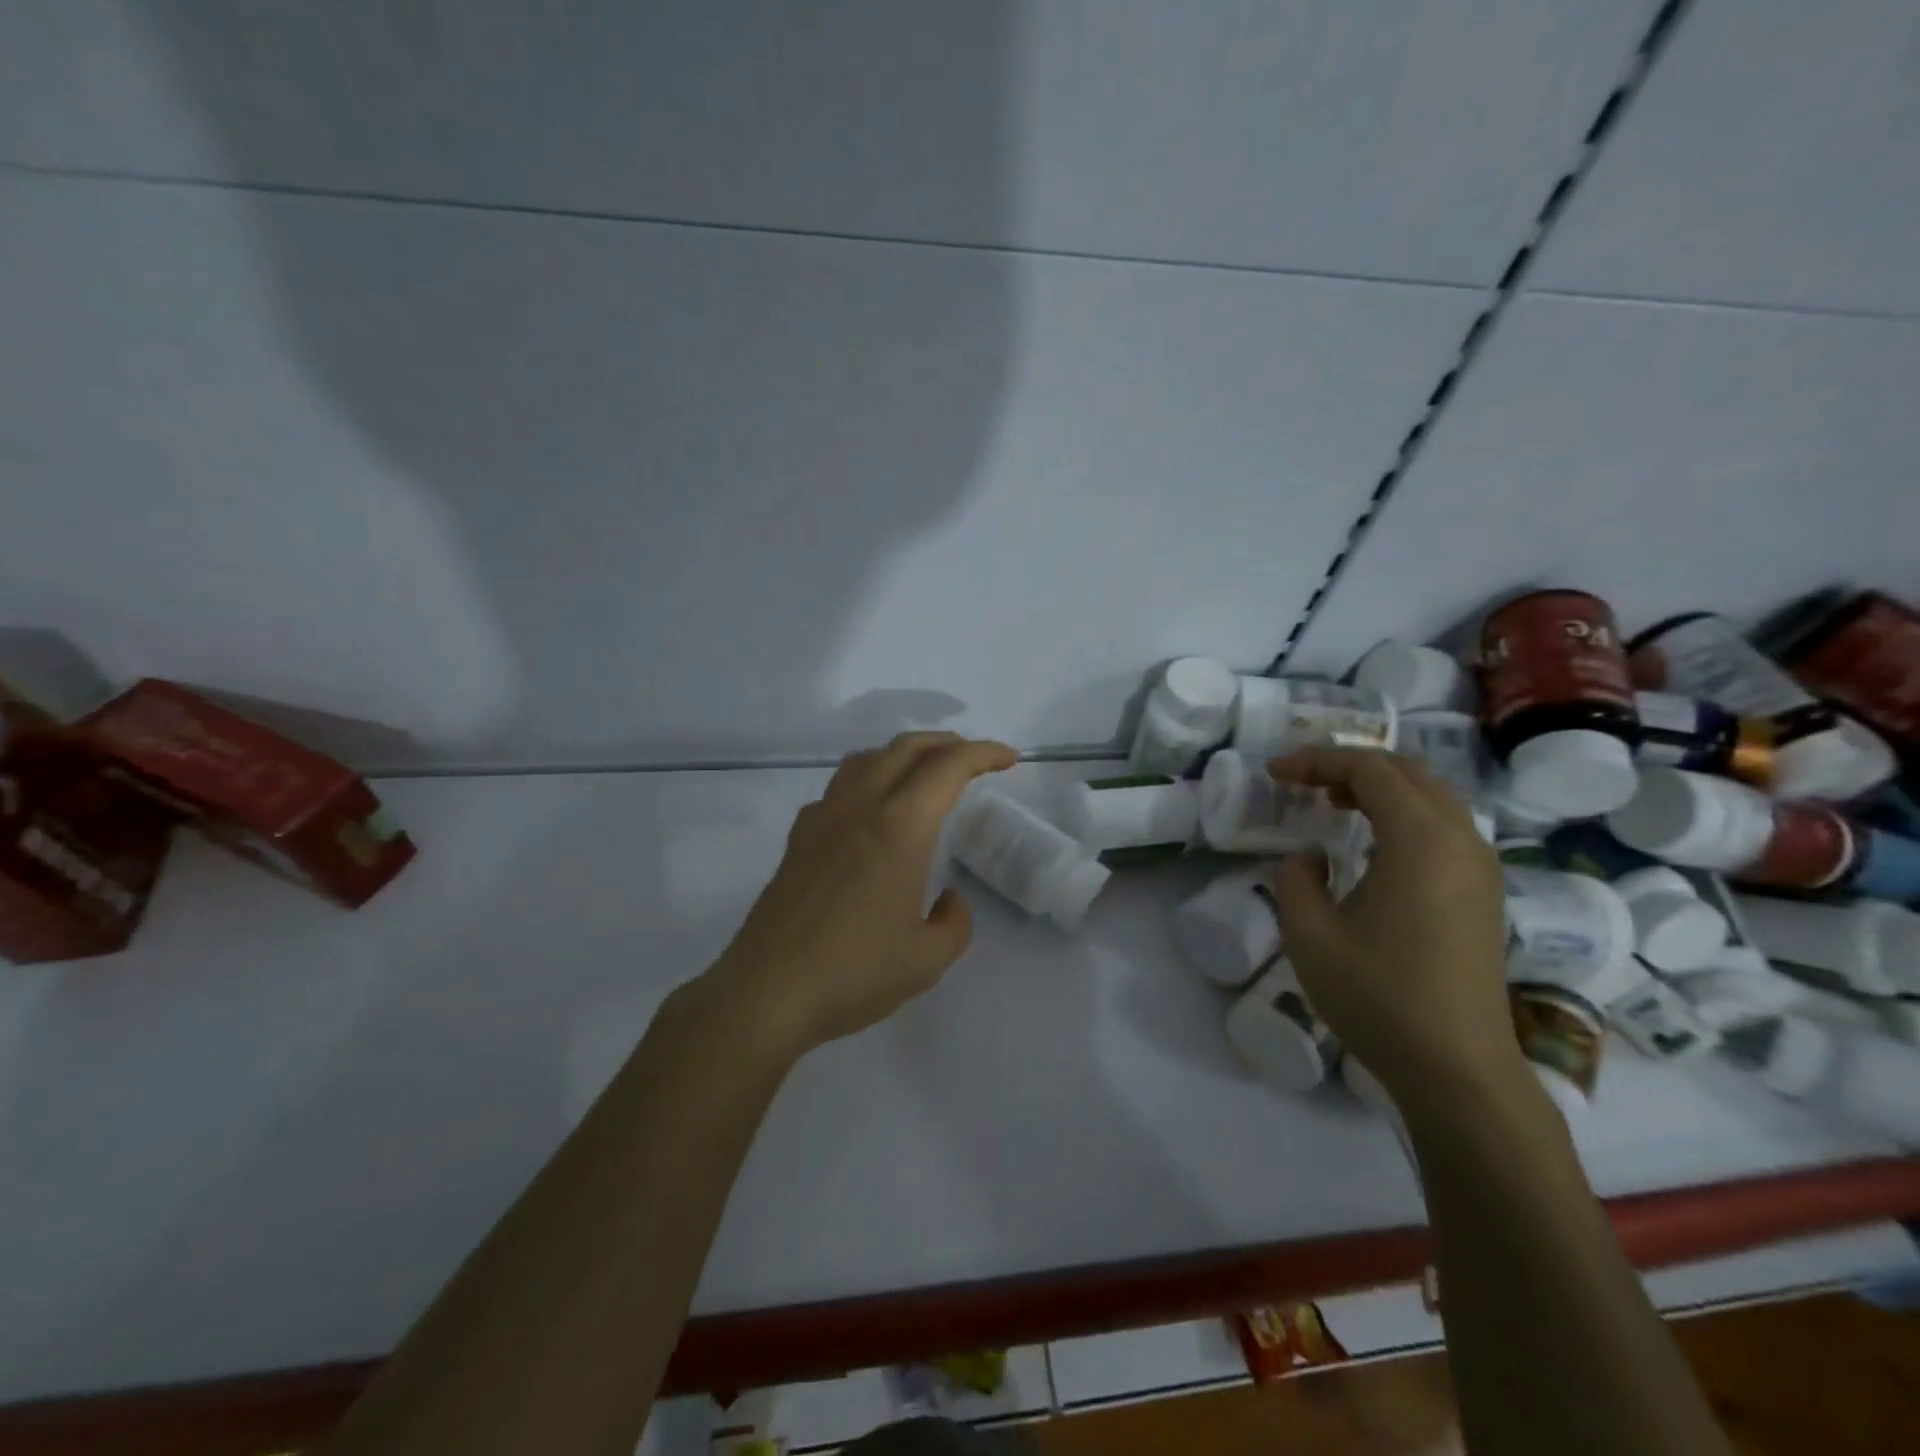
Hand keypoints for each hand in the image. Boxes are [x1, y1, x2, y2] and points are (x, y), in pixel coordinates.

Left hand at [708, 731, 1018, 1054]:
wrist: (767, 992)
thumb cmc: (853, 974)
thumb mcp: (926, 960)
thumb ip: (954, 923)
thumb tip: (948, 900)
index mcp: (899, 828)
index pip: (947, 768)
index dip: (983, 754)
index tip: (1009, 759)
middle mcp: (860, 809)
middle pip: (906, 748)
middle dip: (947, 743)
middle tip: (973, 757)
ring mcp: (823, 818)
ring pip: (867, 759)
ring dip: (904, 753)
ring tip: (924, 772)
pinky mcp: (798, 838)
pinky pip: (839, 787)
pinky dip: (868, 779)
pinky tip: (872, 811)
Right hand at [1265, 747, 1515, 1102]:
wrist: (1457, 1067)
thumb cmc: (1378, 995)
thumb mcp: (1309, 933)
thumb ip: (1296, 878)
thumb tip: (1312, 858)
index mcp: (1420, 839)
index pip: (1369, 769)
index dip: (1317, 761)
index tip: (1275, 773)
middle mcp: (1461, 840)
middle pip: (1407, 771)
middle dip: (1350, 766)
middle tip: (1303, 782)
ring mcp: (1481, 867)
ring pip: (1432, 796)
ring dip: (1380, 788)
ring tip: (1332, 804)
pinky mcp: (1485, 893)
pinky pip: (1444, 826)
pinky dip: (1404, 814)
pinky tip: (1372, 842)